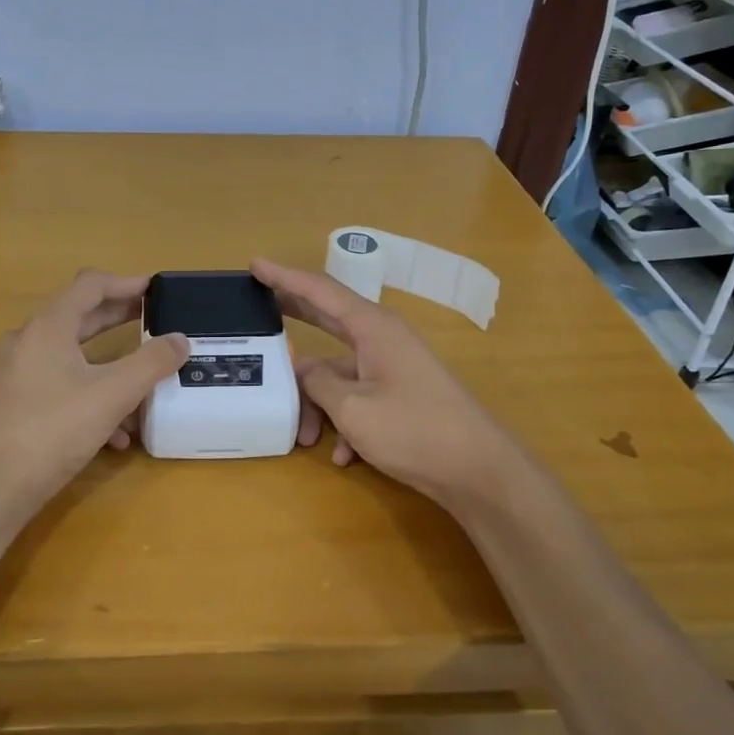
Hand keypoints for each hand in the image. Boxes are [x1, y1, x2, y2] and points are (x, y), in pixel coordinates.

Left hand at [0, 269, 189, 514]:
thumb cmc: (54, 429)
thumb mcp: (113, 394)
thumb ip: (151, 363)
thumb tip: (180, 339)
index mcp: (48, 326)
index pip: (90, 285)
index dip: (126, 283)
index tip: (156, 290)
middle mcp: (28, 341)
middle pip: (80, 318)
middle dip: (120, 320)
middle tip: (155, 323)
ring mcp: (17, 374)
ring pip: (72, 358)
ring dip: (109, 368)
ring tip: (143, 387)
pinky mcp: (13, 404)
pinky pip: (59, 387)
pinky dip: (90, 397)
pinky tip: (114, 436)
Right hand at [252, 257, 523, 509]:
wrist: (478, 470)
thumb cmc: (415, 430)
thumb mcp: (353, 408)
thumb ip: (318, 383)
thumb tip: (302, 368)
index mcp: (373, 327)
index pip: (320, 290)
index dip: (284, 276)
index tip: (255, 264)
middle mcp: (382, 338)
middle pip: (328, 317)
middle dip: (294, 314)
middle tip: (259, 306)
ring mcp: (393, 366)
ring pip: (338, 372)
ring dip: (317, 402)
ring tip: (304, 437)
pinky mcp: (400, 394)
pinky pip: (358, 397)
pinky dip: (344, 422)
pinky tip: (342, 456)